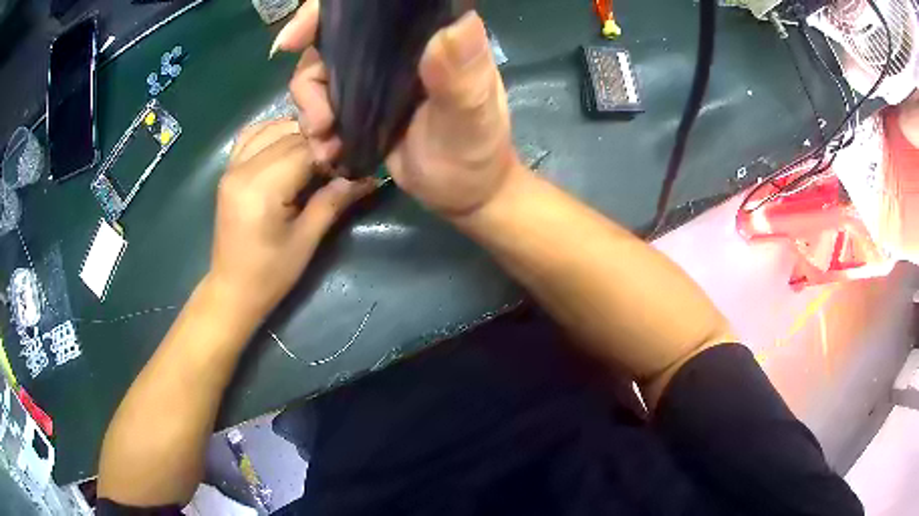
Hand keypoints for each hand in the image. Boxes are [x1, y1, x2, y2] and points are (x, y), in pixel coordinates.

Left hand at [210, 120, 374, 321]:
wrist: (233, 290)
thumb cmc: (270, 274)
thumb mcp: (306, 241)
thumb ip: (332, 202)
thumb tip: (366, 177)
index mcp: (261, 190)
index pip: (303, 150)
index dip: (330, 151)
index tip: (351, 162)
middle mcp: (242, 170)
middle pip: (288, 135)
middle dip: (316, 142)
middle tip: (337, 161)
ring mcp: (231, 168)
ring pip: (270, 128)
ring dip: (297, 134)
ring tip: (315, 153)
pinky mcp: (227, 171)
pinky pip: (250, 136)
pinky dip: (272, 132)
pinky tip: (288, 143)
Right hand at [276, 2, 521, 217]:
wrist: (463, 194)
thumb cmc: (475, 153)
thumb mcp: (471, 116)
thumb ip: (462, 75)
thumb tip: (456, 24)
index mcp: (427, 35)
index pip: (372, 7)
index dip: (323, 15)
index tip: (293, 42)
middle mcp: (397, 49)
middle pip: (332, 42)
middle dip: (311, 80)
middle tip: (320, 121)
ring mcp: (375, 78)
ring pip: (320, 76)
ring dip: (310, 110)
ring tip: (325, 144)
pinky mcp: (362, 107)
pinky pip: (323, 105)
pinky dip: (316, 128)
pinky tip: (328, 152)